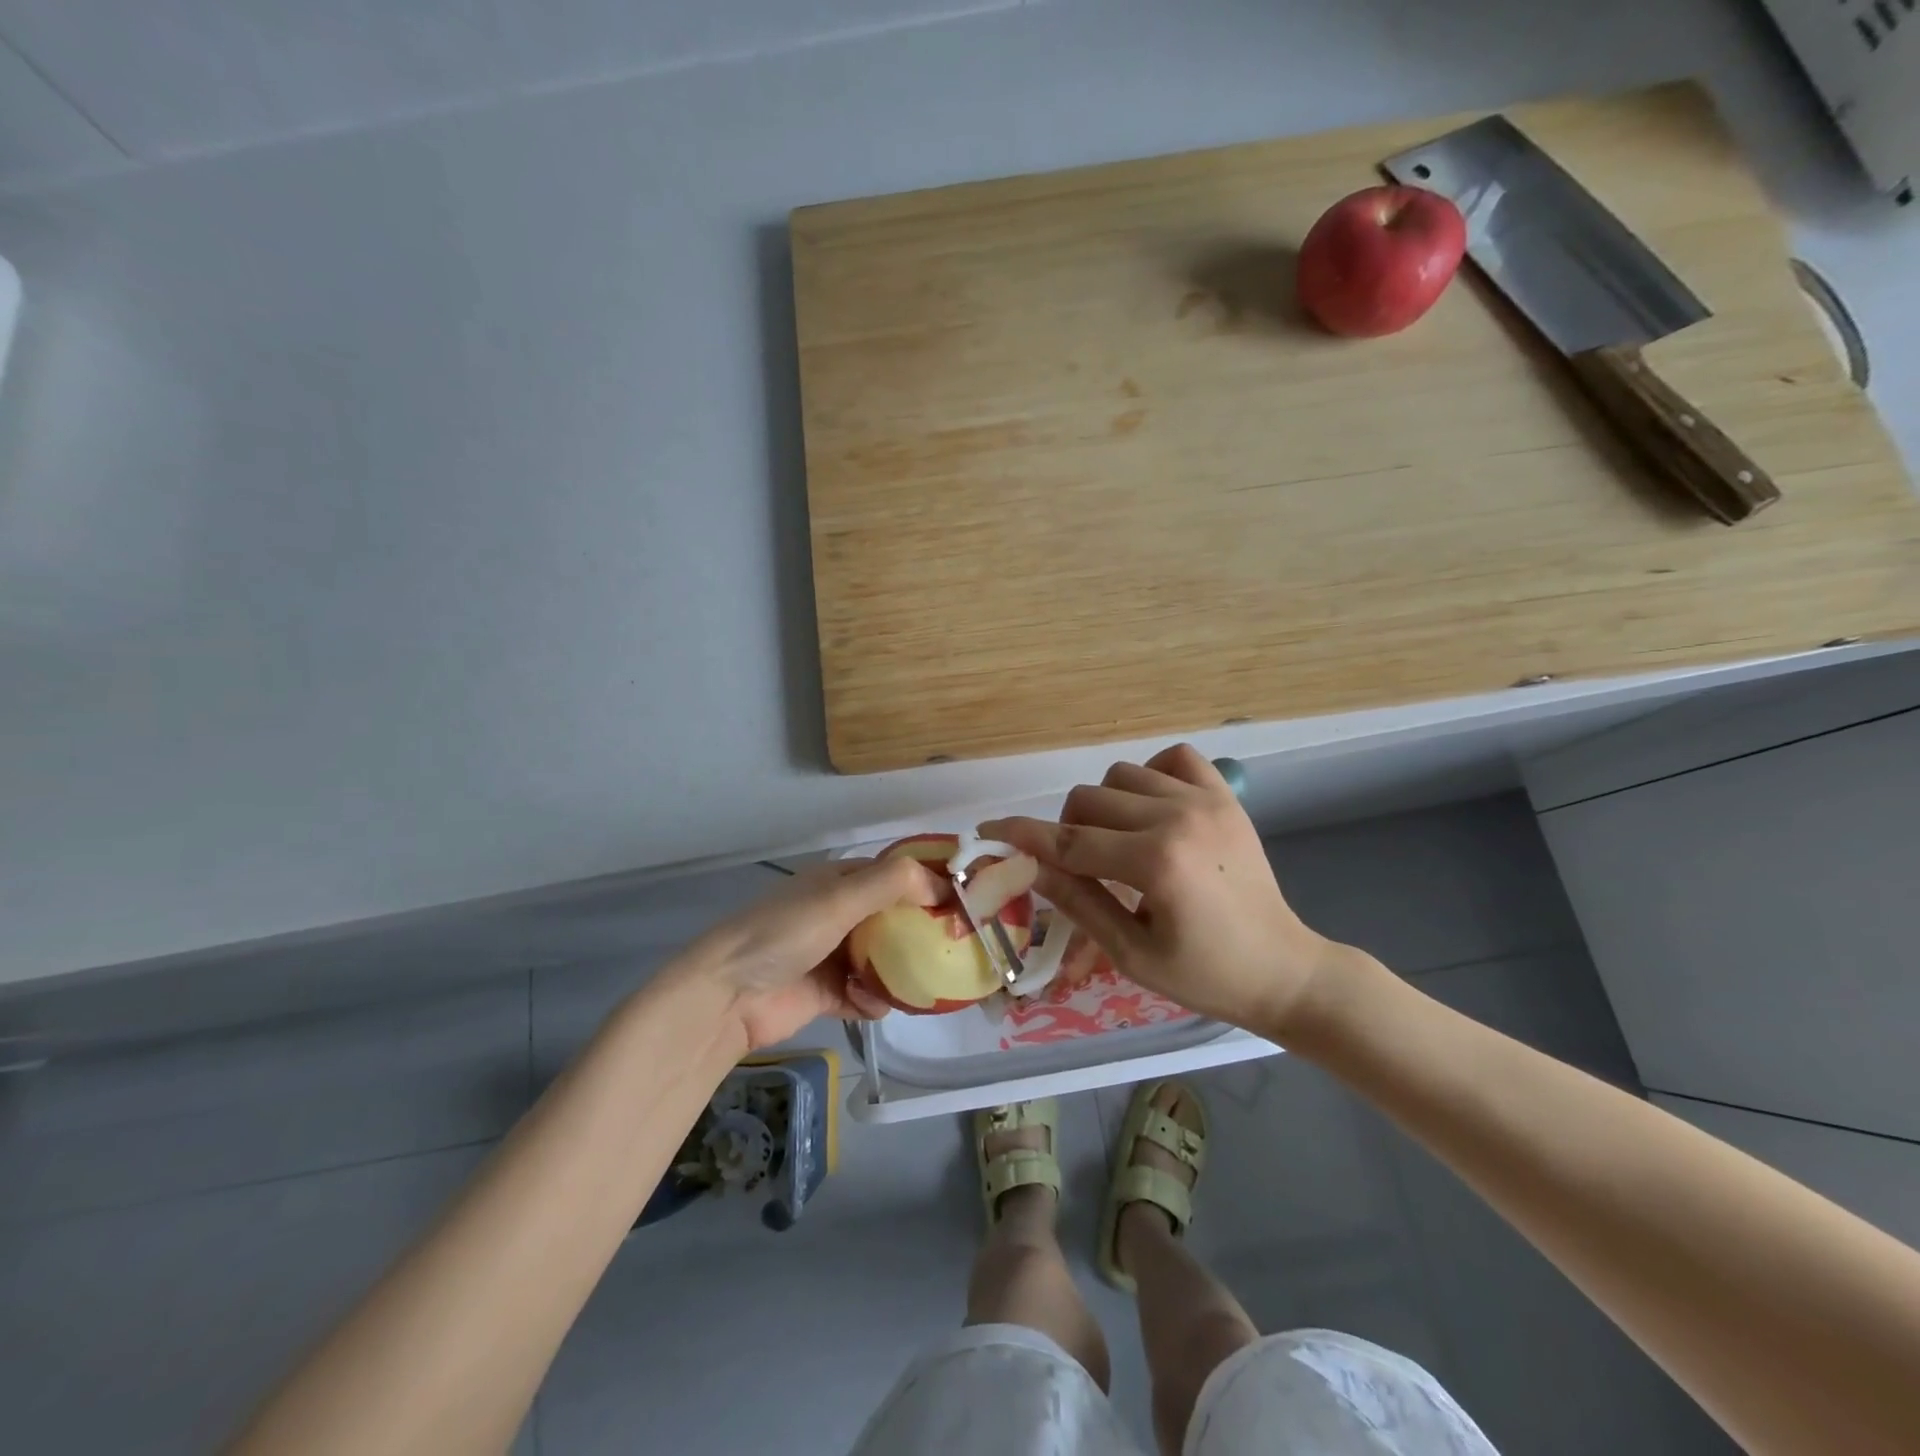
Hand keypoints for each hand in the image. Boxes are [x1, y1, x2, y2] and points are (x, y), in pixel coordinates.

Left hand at [683, 856, 943, 1050]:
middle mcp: (840, 913)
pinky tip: (872, 1005)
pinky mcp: (827, 992)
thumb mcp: (840, 898)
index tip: (966, 901)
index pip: (897, 874)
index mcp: (842, 882)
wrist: (726, 996)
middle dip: (923, 931)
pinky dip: (873, 999)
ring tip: (925, 982)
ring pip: (884, 958)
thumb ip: (892, 883)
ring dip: (901, 970)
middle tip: (958, 946)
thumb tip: (943, 885)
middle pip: (895, 918)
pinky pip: (865, 994)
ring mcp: (833, 954)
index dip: (930, 883)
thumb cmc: (785, 933)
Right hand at [981, 743, 1338, 1037]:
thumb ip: (1077, 901)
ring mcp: (1205, 800)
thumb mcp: (1132, 953)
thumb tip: (1026, 865)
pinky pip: (1173, 757)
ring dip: (1104, 805)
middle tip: (1082, 869)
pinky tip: (1153, 808)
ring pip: (1121, 774)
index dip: (1022, 836)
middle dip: (1067, 831)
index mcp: (1156, 863)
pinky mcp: (1224, 796)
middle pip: (1087, 800)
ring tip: (1119, 842)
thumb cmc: (1205, 976)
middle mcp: (1177, 817)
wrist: (1284, 969)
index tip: (987, 830)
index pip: (1069, 842)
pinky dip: (1151, 774)